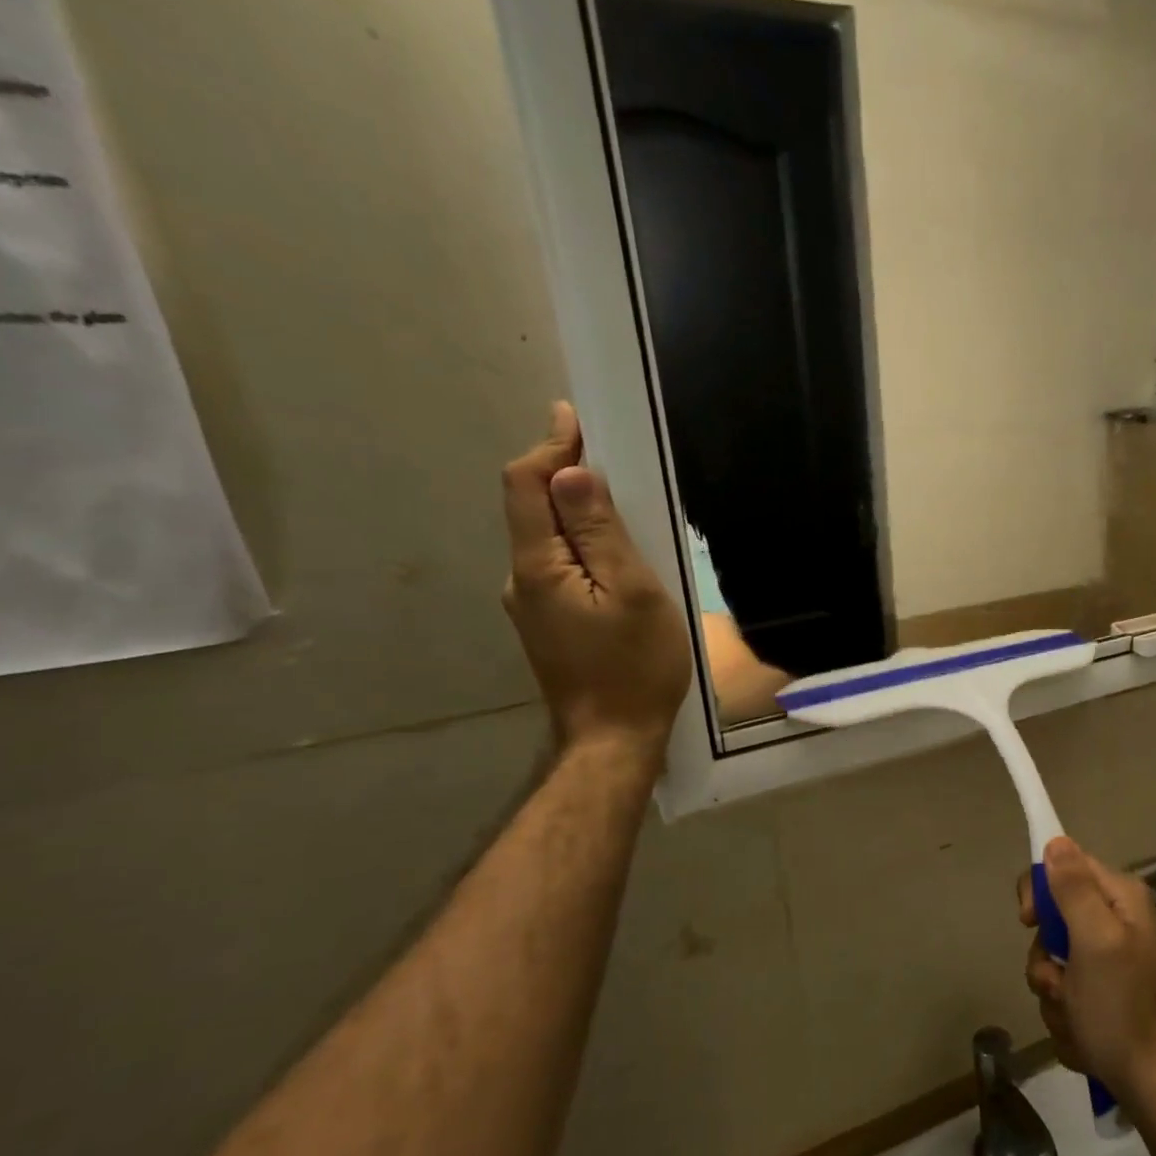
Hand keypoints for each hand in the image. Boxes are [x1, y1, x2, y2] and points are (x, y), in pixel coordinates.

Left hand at [502, 402, 691, 755]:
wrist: (614, 739)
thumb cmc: (635, 665)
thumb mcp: (632, 591)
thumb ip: (600, 531)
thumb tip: (571, 471)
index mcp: (537, 566)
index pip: (527, 485)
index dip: (549, 445)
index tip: (574, 416)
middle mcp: (520, 580)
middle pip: (533, 510)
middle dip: (563, 474)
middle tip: (609, 454)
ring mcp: (531, 606)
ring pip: (548, 541)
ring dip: (575, 513)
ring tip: (621, 503)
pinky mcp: (547, 625)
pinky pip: (559, 569)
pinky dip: (580, 547)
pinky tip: (613, 557)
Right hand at [1017, 837, 1155, 1105]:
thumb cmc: (1124, 1008)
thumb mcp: (1095, 941)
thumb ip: (1074, 889)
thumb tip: (1055, 840)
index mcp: (1120, 898)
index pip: (1064, 865)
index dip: (1039, 891)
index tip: (1028, 921)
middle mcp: (1116, 922)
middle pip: (1053, 919)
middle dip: (1047, 959)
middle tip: (1059, 983)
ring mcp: (1109, 961)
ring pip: (1053, 962)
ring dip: (1054, 994)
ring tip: (1077, 1018)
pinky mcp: (1103, 995)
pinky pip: (1064, 993)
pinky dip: (1066, 1016)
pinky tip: (1085, 1035)